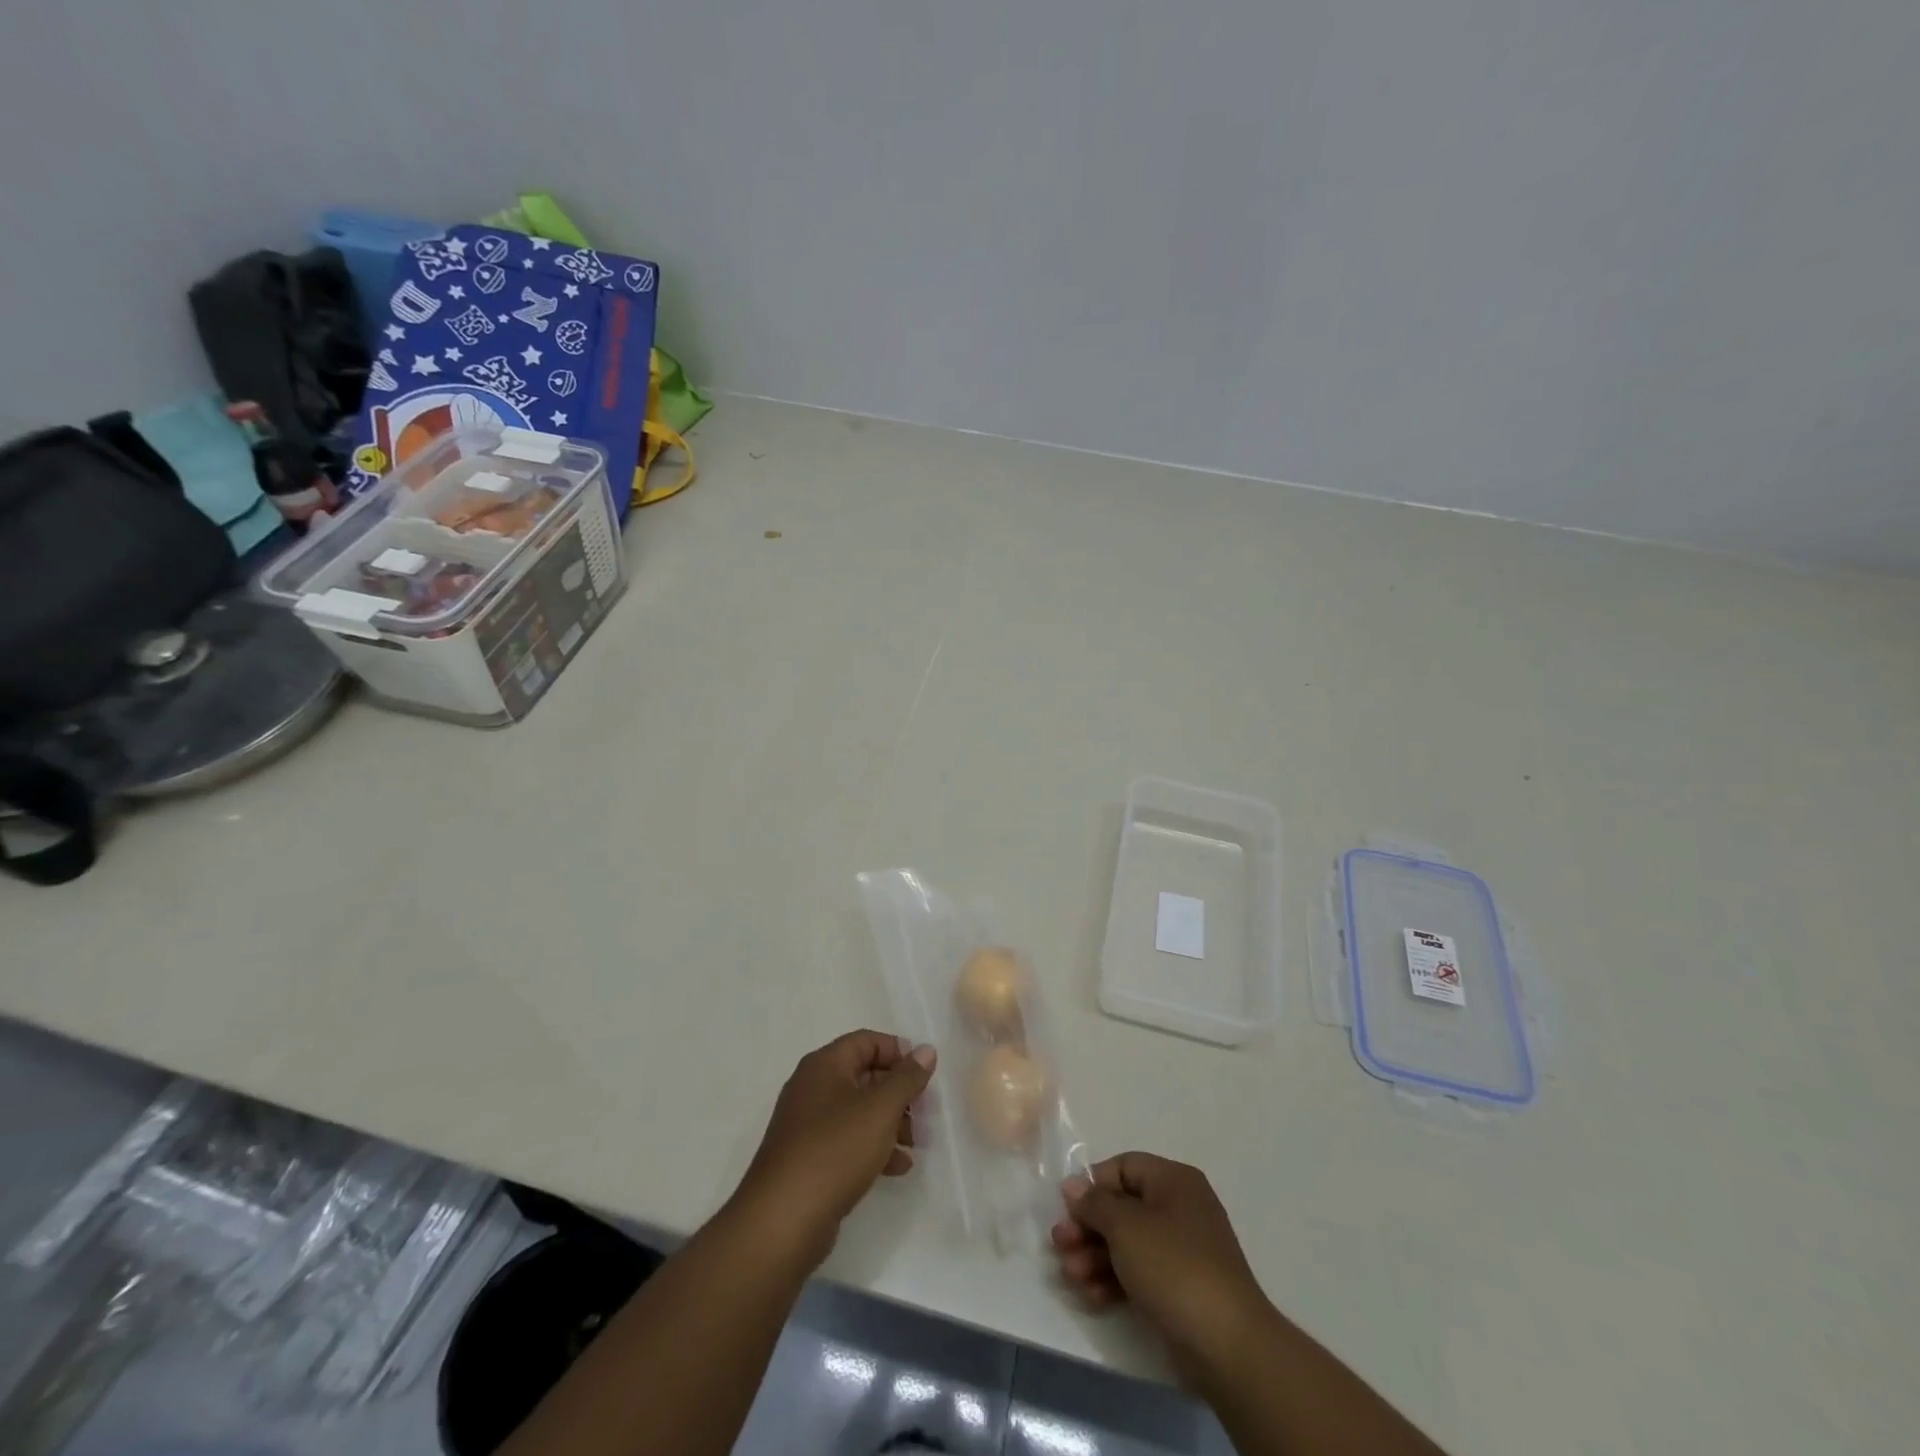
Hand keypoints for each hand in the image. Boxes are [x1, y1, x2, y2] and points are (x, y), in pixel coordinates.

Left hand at [731, 1029, 936, 1268]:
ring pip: (857, 1111)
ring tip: (916, 1144)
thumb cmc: (835, 1150)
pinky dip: (873, 1147)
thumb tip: (926, 1050)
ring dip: (890, 1122)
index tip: (925, 1075)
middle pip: (864, 1076)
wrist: (782, 1221)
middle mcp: (812, 1088)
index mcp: (824, 1065)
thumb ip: (907, 1078)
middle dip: (898, 1092)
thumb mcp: (880, 1109)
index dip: (898, 1052)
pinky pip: (847, 1141)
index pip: (866, 1041)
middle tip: (925, 1112)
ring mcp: (807, 1125)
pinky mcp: (808, 1159)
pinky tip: (897, 1167)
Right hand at [1052, 1153, 1271, 1384]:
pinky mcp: (1180, 1289)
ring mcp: (1182, 1251)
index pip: (1124, 1167)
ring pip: (1127, 1243)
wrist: (1227, 1345)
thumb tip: (1073, 1185)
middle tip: (1060, 1244)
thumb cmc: (1173, 1267)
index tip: (1067, 1208)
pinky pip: (1139, 1273)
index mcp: (1174, 1181)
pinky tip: (1092, 1296)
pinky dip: (1114, 1280)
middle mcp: (1180, 1208)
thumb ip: (1094, 1203)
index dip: (1093, 1184)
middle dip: (1088, 1226)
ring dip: (1095, 1256)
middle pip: (1122, 1207)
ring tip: (1071, 1275)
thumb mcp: (1126, 1226)